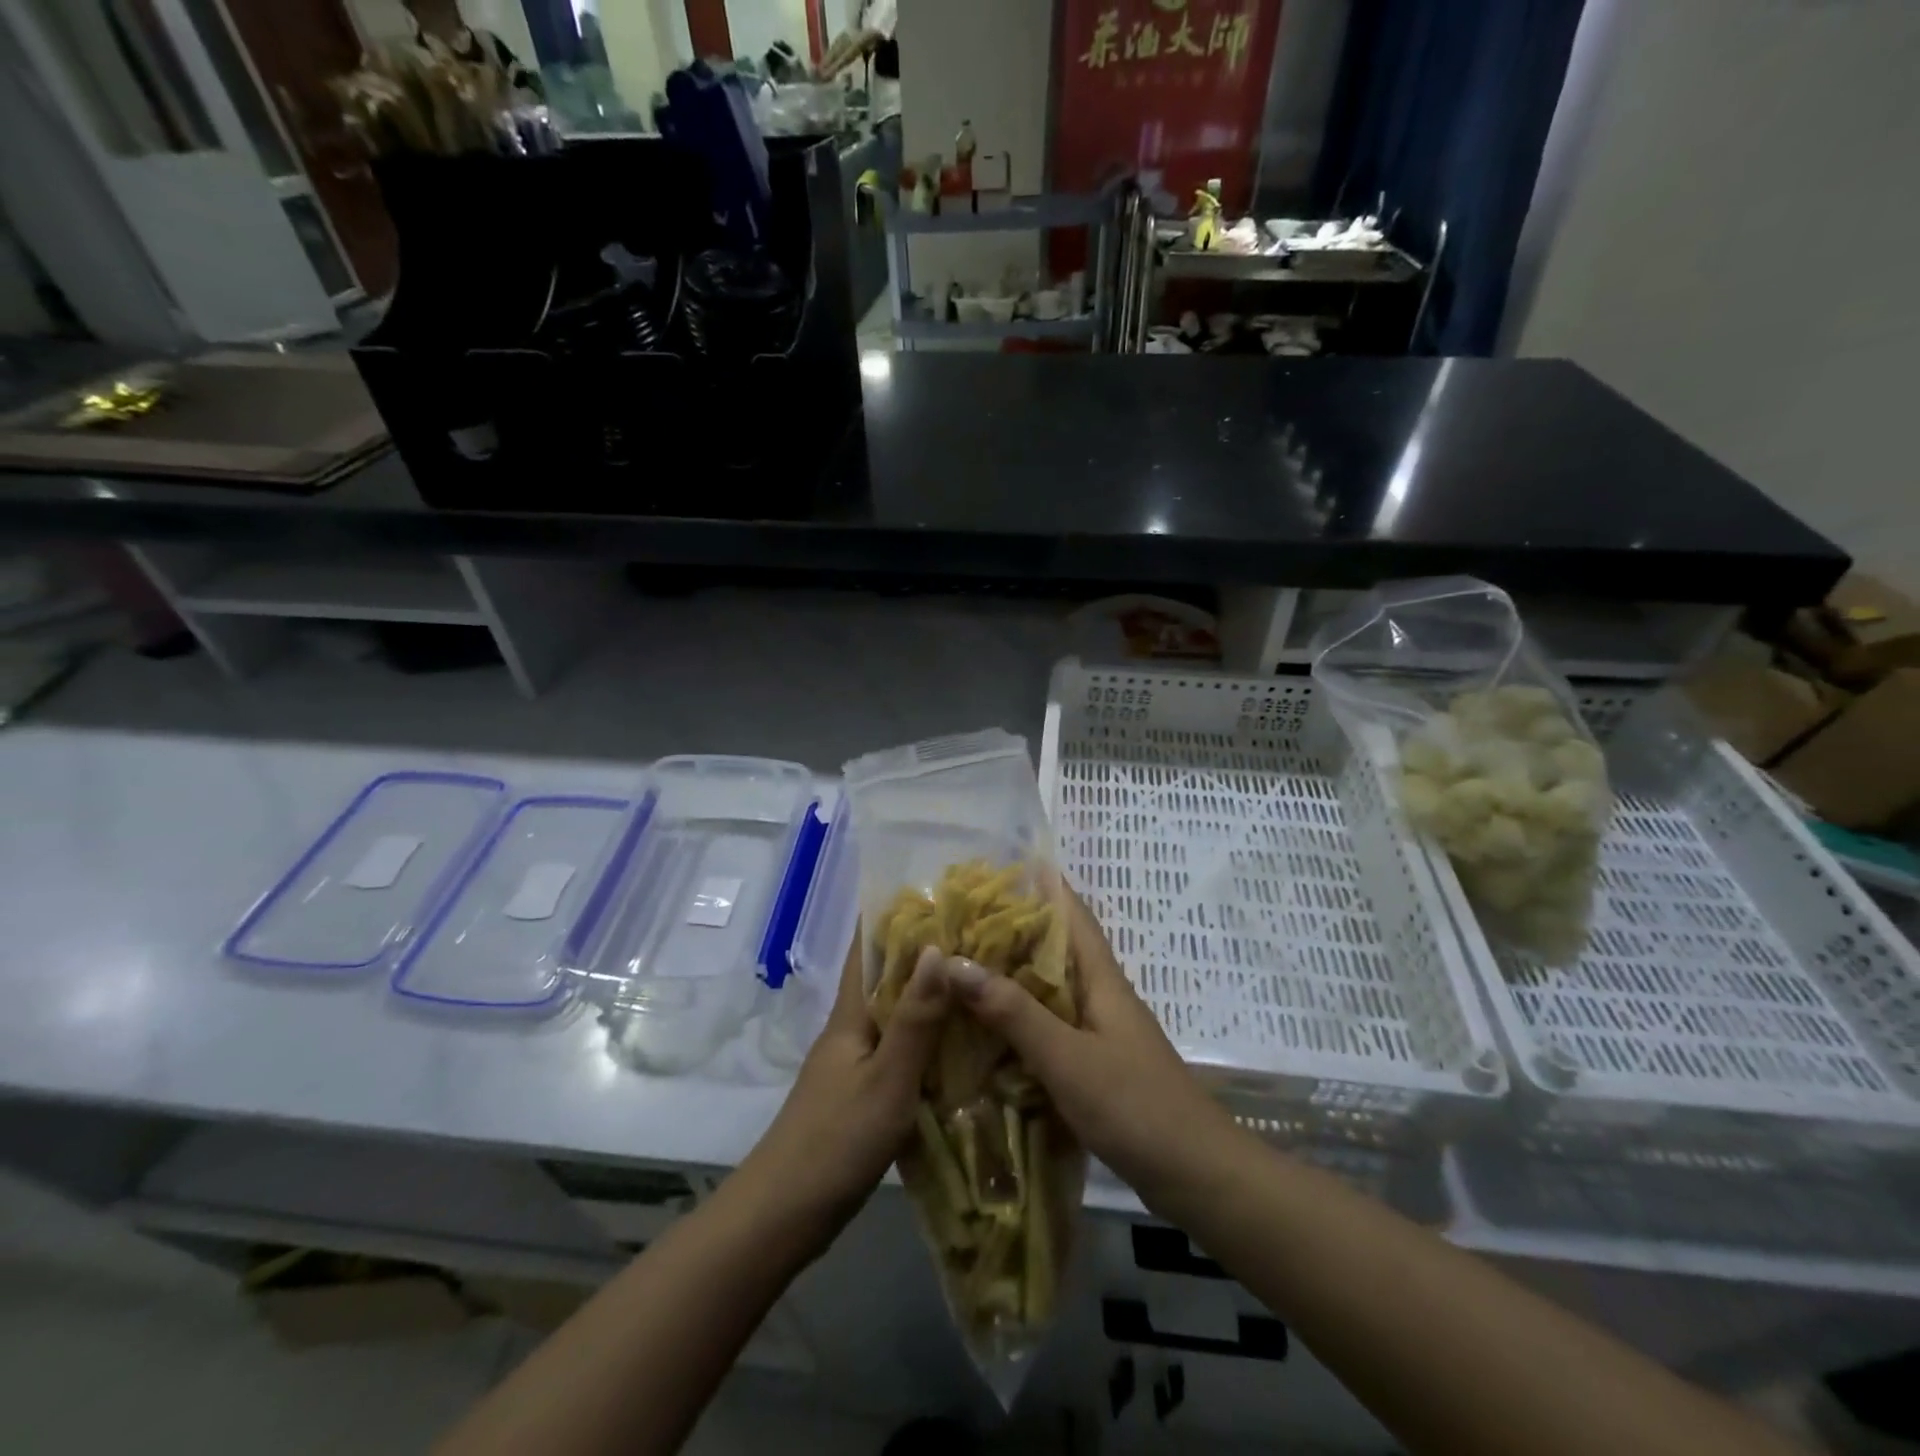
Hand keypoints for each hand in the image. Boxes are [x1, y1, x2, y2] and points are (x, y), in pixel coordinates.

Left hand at [743, 932, 948, 1247]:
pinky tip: (959, 1045)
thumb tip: (937, 948)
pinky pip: (900, 1050)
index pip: (867, 949)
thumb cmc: (835, 1141)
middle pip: (885, 978)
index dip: (892, 916)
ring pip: (895, 1015)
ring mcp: (853, 1064)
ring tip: (976, 980)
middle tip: (975, 934)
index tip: (932, 891)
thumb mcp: (887, 1080)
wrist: (783, 1215)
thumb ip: (915, 1019)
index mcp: (851, 1015)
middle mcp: (850, 1030)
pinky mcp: (861, 1094)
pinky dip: (927, 1037)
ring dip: (928, 995)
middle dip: (922, 952)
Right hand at [946, 883, 1235, 1199]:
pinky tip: (985, 1033)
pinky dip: (1018, 1022)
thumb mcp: (1067, 1057)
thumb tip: (954, 962)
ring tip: (960, 970)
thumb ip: (1013, 1011)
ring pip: (1048, 990)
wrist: (1196, 1175)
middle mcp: (1100, 995)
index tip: (993, 870)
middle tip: (956, 923)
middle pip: (1053, 949)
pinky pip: (1049, 1029)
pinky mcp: (1095, 1065)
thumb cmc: (1135, 1105)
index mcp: (1101, 978)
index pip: (1071, 912)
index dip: (1039, 885)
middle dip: (1010, 932)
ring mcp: (1099, 1032)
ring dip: (1010, 978)